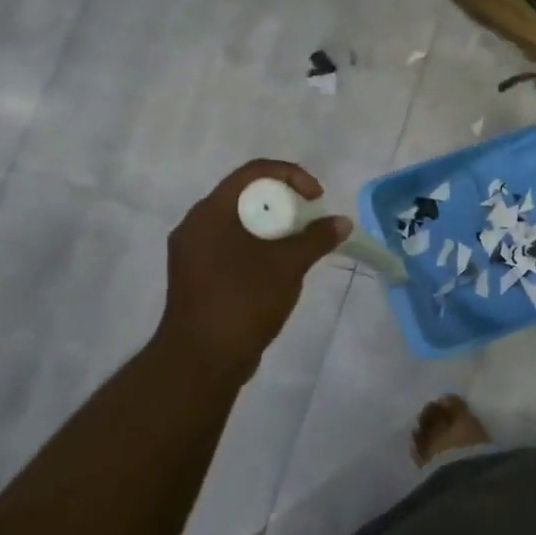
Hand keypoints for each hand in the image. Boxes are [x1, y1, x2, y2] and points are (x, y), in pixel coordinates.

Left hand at [155, 159, 347, 371]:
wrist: (202, 361)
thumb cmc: (243, 302)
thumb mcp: (288, 266)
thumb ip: (316, 238)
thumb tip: (341, 222)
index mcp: (210, 213)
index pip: (253, 173)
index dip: (291, 175)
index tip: (316, 198)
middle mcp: (197, 225)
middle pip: (246, 195)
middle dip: (285, 202)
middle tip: (311, 221)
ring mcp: (195, 252)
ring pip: (241, 222)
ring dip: (275, 226)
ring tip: (302, 245)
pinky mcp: (199, 275)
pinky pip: (234, 245)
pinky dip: (261, 246)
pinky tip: (281, 267)